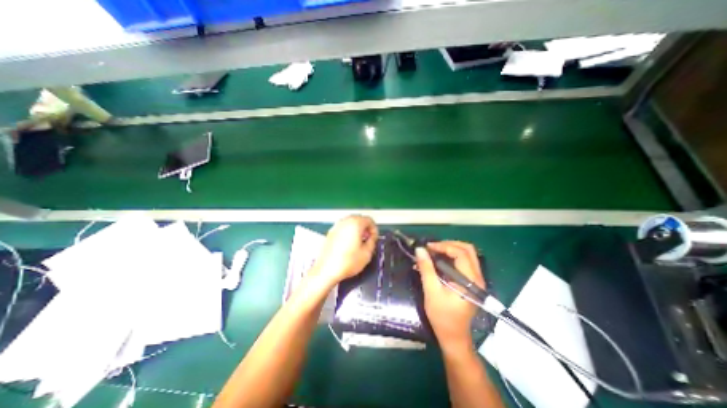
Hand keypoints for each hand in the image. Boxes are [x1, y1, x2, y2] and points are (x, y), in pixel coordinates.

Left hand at [310, 215, 377, 287]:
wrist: (327, 270)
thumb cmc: (346, 262)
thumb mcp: (367, 253)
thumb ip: (373, 241)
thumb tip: (372, 237)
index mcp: (355, 223)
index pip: (369, 220)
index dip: (374, 229)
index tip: (374, 238)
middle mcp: (345, 221)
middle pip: (359, 219)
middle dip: (365, 228)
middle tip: (368, 239)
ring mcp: (336, 226)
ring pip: (350, 223)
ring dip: (357, 229)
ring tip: (359, 242)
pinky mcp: (330, 233)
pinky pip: (343, 228)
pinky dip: (348, 232)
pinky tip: (349, 244)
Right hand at [417, 240, 483, 351]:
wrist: (453, 336)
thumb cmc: (442, 316)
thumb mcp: (431, 291)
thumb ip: (426, 269)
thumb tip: (420, 249)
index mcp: (470, 280)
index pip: (461, 253)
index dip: (444, 246)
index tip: (428, 247)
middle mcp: (477, 277)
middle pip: (467, 249)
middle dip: (448, 244)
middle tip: (432, 247)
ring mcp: (476, 279)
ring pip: (467, 254)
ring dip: (450, 249)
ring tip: (434, 251)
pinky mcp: (471, 281)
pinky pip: (464, 261)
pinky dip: (451, 256)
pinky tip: (439, 260)